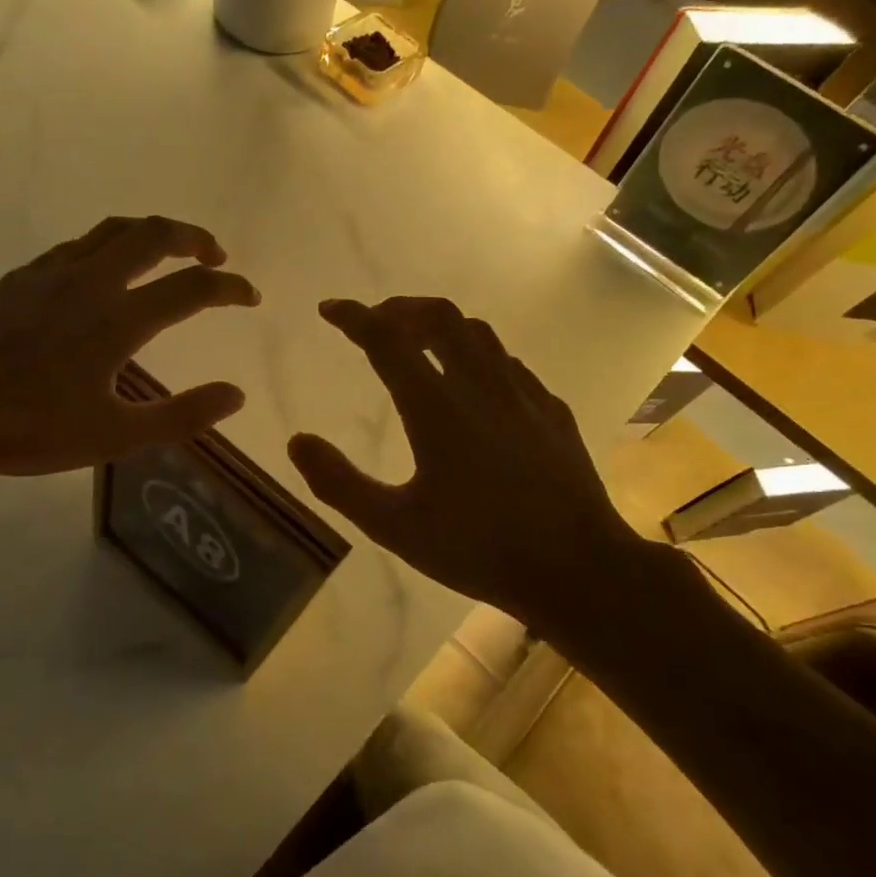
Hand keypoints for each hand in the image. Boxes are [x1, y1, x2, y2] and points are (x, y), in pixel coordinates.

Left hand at [0, 216, 259, 481]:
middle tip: (214, 257)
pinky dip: (107, 247)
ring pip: (112, 231)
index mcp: (118, 320)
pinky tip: (102, 272)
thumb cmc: (32, 432)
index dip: (231, 289)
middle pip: (154, 235)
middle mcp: (90, 282)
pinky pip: (75, 246)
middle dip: (194, 239)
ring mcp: (50, 274)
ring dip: (150, 234)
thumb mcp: (117, 436)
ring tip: (167, 253)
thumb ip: (182, 415)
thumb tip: (236, 394)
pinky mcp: (19, 279)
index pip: (192, 289)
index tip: (250, 297)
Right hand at [287, 296, 650, 627]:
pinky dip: (475, 353)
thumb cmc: (479, 549)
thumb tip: (297, 442)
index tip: (329, 309)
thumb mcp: (394, 526)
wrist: (579, 568)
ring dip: (438, 325)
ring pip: (477, 332)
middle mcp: (480, 386)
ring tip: (416, 342)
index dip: (353, 317)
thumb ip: (339, 483)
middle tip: (374, 322)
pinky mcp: (550, 410)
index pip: (386, 339)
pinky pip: (506, 361)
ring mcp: (522, 394)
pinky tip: (472, 383)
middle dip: (399, 308)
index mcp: (437, 408)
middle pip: (438, 316)